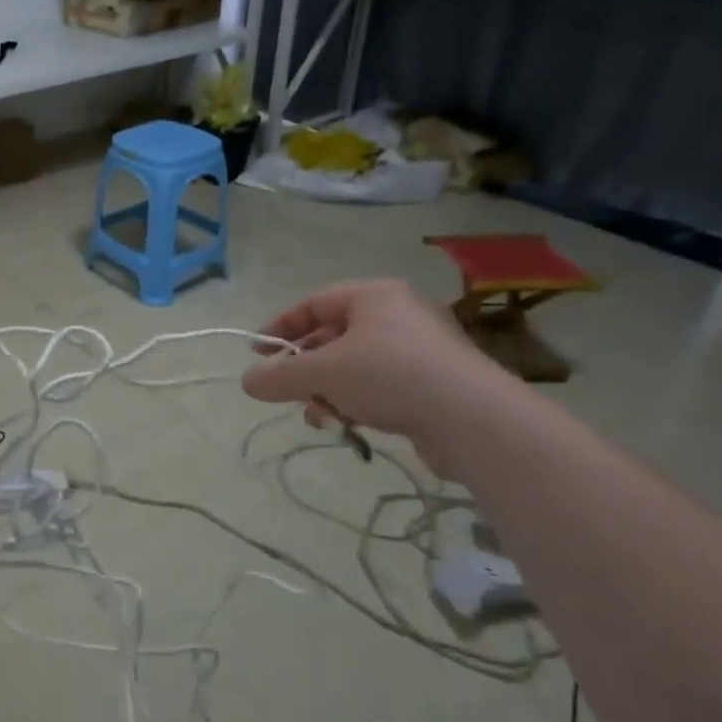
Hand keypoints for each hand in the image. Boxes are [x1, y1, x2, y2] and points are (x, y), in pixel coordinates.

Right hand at [241, 279, 505, 440]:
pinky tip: (347, 425)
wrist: (474, 420)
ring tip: (317, 416)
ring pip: (355, 365)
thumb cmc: (390, 376)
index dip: (280, 327)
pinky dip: (358, 401)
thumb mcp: (320, 373)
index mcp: (373, 296)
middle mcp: (398, 315)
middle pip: (333, 336)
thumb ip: (278, 376)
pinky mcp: (436, 384)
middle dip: (305, 367)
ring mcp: (421, 350)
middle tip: (285, 390)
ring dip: (328, 389)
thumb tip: (247, 382)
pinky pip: (382, 385)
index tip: (257, 352)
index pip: (313, 303)